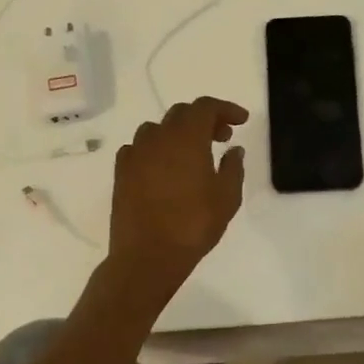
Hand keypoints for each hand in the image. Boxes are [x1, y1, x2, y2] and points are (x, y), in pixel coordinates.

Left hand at [108, 97, 248, 300]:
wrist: (148, 256)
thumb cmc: (194, 225)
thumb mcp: (227, 197)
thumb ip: (233, 167)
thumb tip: (234, 149)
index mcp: (187, 138)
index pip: (205, 107)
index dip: (225, 109)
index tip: (241, 121)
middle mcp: (158, 138)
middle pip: (181, 113)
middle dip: (204, 119)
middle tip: (222, 137)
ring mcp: (136, 154)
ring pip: (157, 128)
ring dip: (178, 132)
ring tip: (192, 153)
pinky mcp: (121, 172)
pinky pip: (139, 148)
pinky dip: (156, 149)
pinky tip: (164, 167)